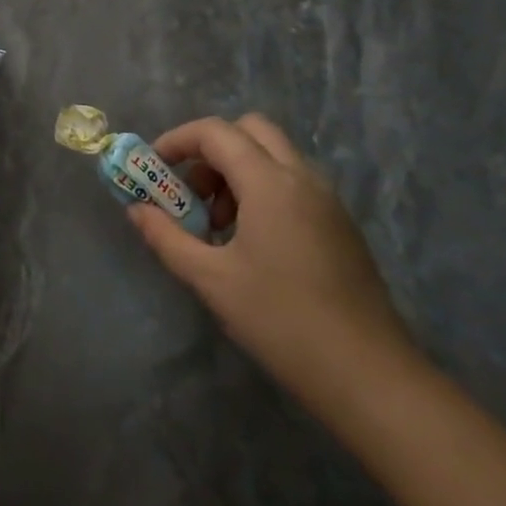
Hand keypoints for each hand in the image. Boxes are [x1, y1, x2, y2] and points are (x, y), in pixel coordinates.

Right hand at [126, 114, 415, 406]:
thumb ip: (167, 237)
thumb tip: (136, 210)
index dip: (177, 140)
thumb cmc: (281, 321)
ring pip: (274, 156)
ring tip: (218, 225)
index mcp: (270, 183)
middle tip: (191, 191)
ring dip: (237, 171)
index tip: (154, 167)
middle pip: (250, 130)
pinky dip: (262, 190)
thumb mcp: (211, 280)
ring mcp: (327, 200)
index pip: (215, 132)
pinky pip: (293, 183)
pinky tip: (251, 244)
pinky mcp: (340, 224)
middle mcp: (302, 178)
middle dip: (212, 150)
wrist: (369, 376)